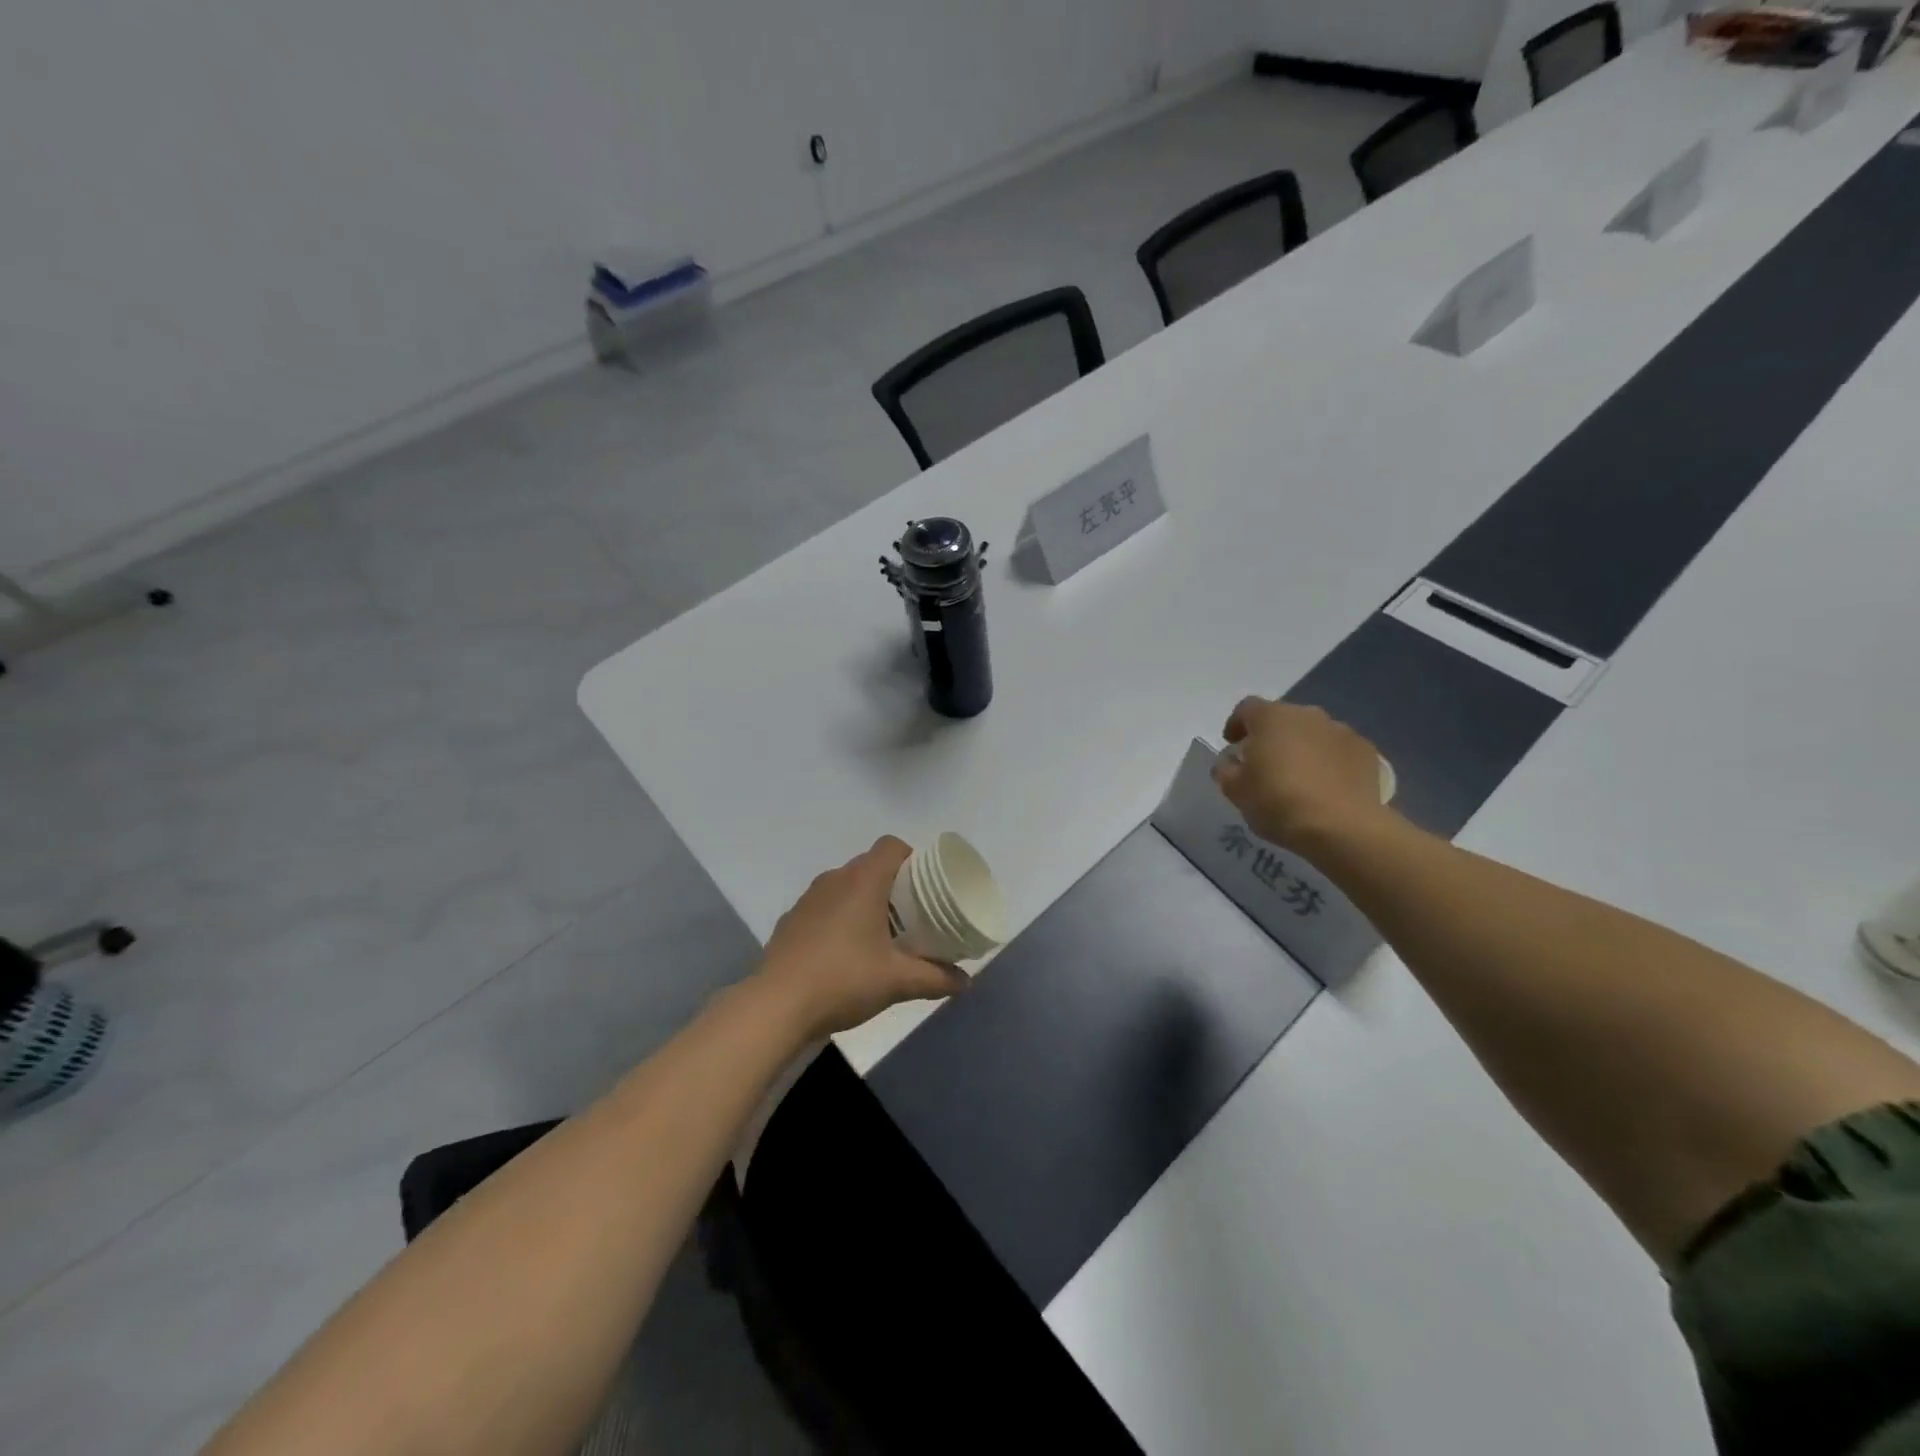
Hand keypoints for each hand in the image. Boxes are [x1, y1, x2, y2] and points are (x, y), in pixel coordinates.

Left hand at [755, 837, 967, 1038]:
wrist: (777, 1005)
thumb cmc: (844, 980)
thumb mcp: (897, 981)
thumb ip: (936, 978)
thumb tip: (966, 982)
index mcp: (863, 881)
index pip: (891, 846)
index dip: (911, 857)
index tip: (924, 885)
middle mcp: (834, 879)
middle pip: (869, 865)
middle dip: (892, 884)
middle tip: (911, 915)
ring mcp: (808, 899)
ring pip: (844, 886)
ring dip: (863, 900)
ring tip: (880, 934)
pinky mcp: (791, 920)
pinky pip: (823, 907)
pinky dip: (838, 918)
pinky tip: (844, 953)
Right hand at [1214, 699, 1389, 848]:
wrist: (1343, 827)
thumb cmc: (1278, 802)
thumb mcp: (1235, 791)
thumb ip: (1226, 770)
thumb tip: (1230, 762)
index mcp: (1271, 717)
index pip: (1247, 708)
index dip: (1236, 724)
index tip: (1232, 745)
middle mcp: (1308, 714)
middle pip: (1283, 718)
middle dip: (1271, 736)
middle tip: (1264, 764)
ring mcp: (1341, 731)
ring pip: (1313, 733)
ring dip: (1302, 748)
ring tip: (1298, 777)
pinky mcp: (1367, 751)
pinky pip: (1339, 750)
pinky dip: (1329, 761)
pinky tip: (1326, 786)